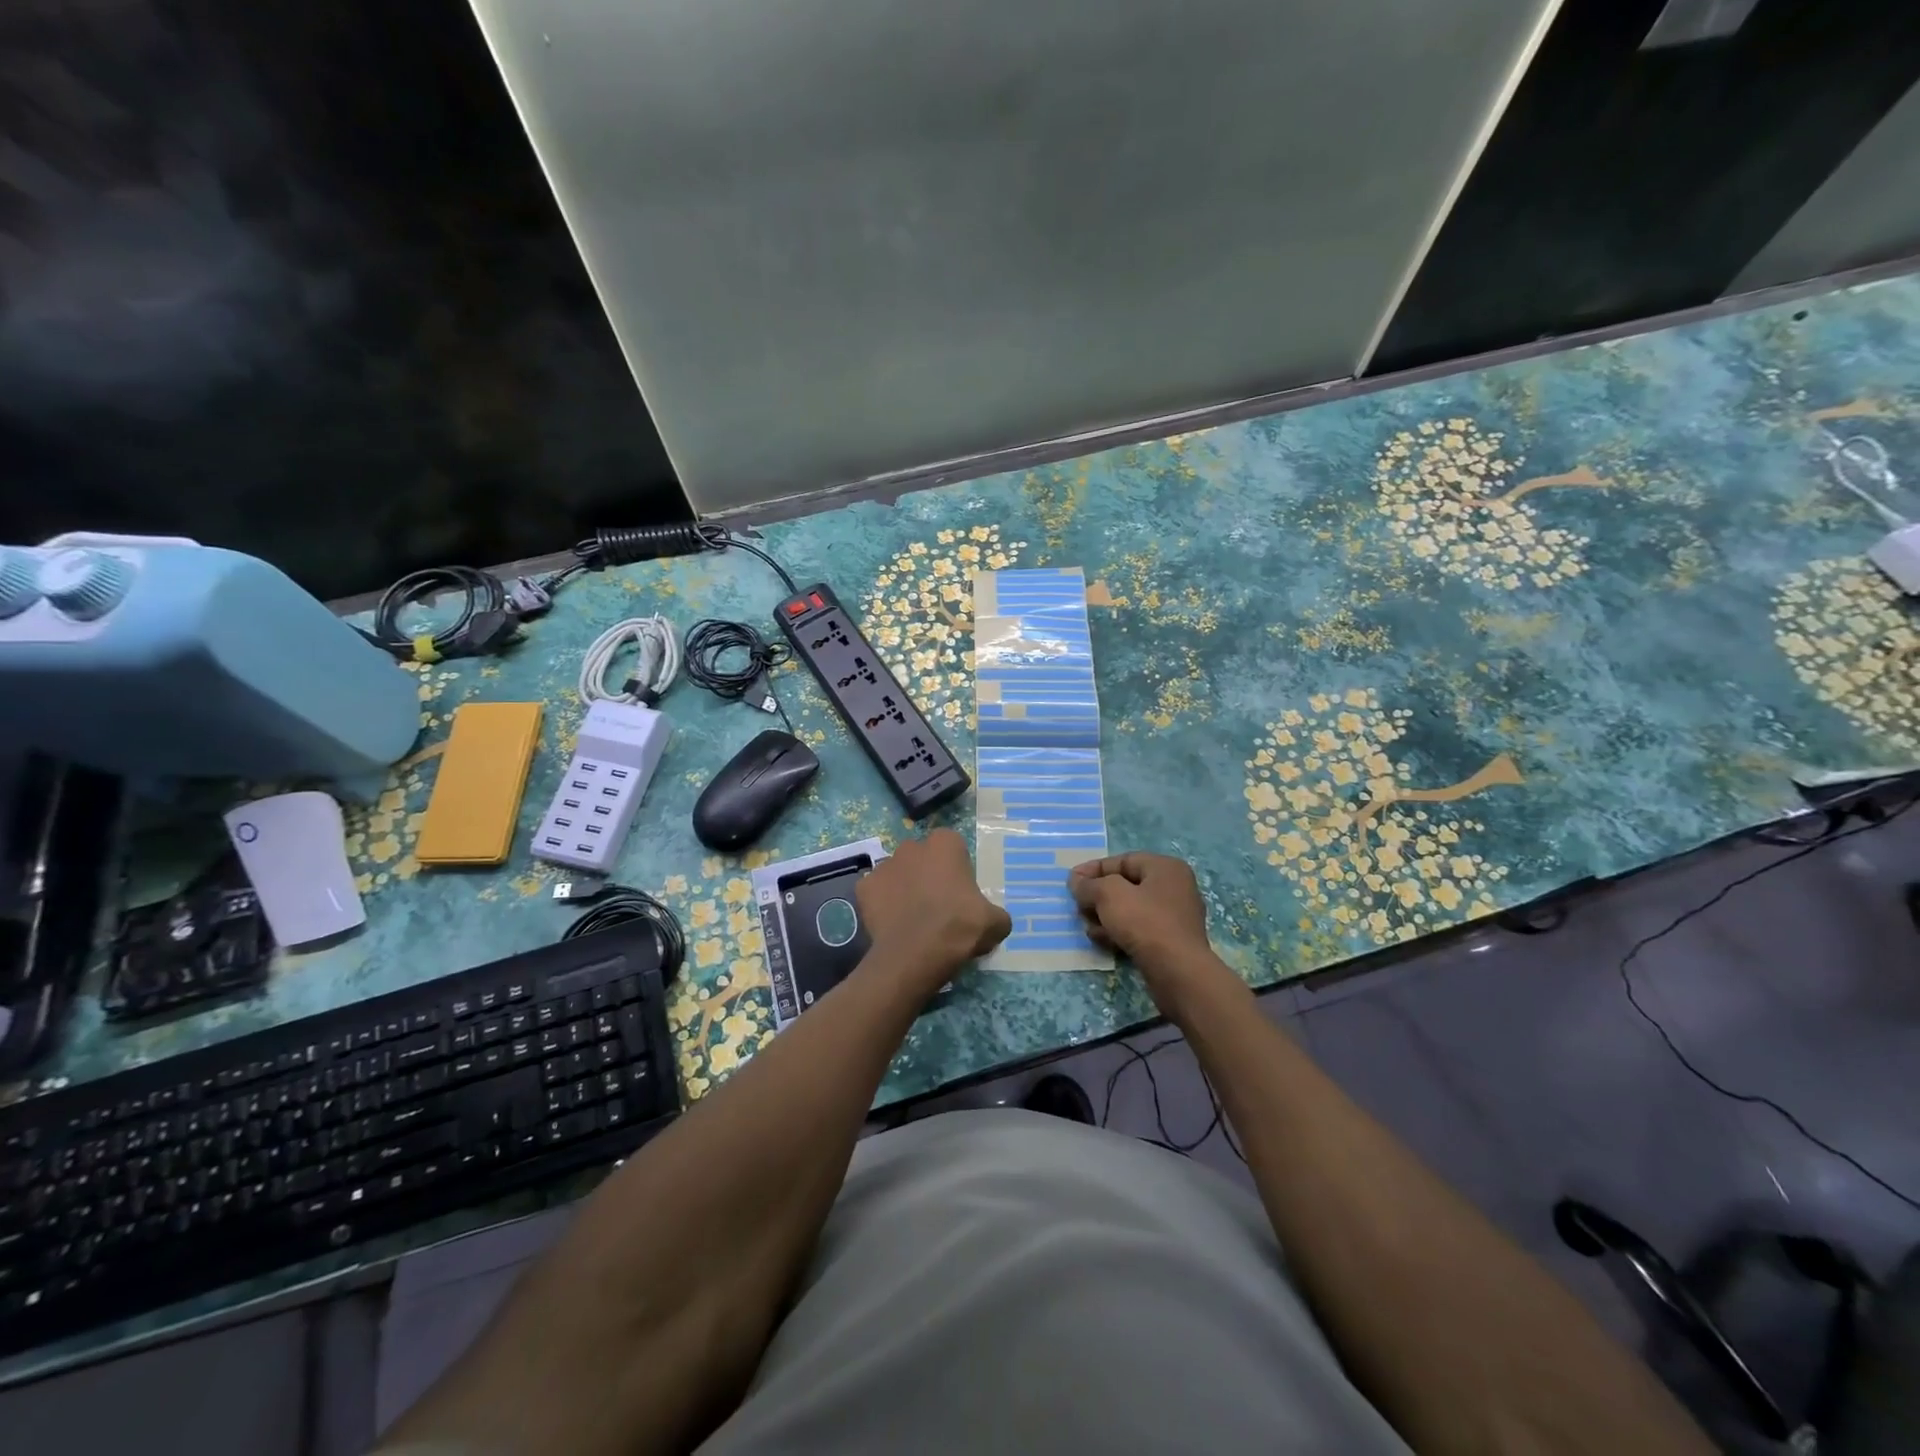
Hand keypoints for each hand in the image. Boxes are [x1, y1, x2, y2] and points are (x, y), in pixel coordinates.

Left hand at [856, 829, 1010, 987]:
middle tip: (938, 905)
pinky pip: (876, 893)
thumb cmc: (959, 927)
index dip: (957, 869)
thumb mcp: (995, 923)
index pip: (953, 847)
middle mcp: (911, 846)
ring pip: (898, 873)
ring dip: (904, 888)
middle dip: (928, 874)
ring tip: (913, 918)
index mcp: (945, 843)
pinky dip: (883, 905)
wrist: (915, 954)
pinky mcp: (863, 888)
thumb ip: (996, 914)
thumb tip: (994, 920)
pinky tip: (893, 925)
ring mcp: (884, 865)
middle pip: (922, 857)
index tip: (961, 892)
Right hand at [1070, 853, 1228, 1014]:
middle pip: (1126, 885)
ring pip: (1131, 909)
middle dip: (1098, 896)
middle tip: (1078, 907)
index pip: (1123, 861)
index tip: (1071, 882)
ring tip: (1087, 927)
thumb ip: (1089, 885)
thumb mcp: (1109, 895)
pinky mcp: (1171, 942)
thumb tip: (1077, 881)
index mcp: (1165, 868)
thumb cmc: (1144, 922)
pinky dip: (1119, 932)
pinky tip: (1102, 941)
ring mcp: (1175, 917)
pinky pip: (1139, 929)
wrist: (1177, 971)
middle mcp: (1174, 888)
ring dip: (1105, 916)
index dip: (1094, 869)